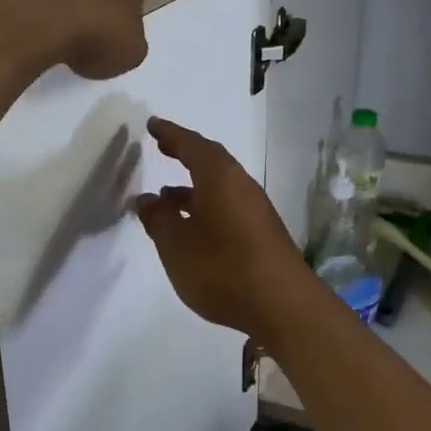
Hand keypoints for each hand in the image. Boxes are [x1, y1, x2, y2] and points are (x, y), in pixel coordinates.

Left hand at [0, 0, 146, 80]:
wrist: (34, 24)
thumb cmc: (98, 31)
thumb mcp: (133, 50)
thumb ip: (131, 40)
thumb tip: (119, 40)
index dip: (127, 8)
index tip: (119, 32)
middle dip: (95, 1)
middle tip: (93, 37)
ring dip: (67, 7)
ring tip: (64, 42)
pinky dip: (42, 13)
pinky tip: (42, 38)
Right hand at [135, 117, 319, 338]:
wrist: (284, 305)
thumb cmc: (223, 268)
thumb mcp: (177, 246)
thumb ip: (158, 219)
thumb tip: (146, 199)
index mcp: (219, 177)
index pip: (191, 145)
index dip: (170, 134)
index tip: (152, 124)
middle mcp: (240, 184)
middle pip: (211, 160)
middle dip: (185, 152)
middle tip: (163, 146)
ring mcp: (255, 208)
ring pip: (220, 185)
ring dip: (193, 184)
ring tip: (165, 194)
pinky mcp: (262, 231)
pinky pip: (228, 203)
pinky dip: (206, 204)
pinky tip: (193, 226)